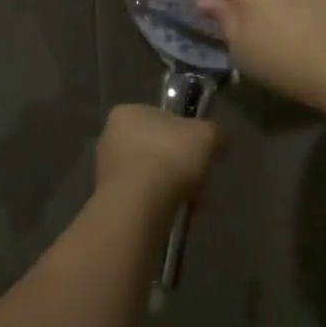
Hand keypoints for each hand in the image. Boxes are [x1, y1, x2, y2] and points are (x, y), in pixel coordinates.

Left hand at [94, 104, 221, 212]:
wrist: (138, 205)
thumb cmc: (169, 157)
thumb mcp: (206, 135)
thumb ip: (215, 133)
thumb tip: (219, 140)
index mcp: (128, 112)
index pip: (163, 119)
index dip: (186, 136)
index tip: (202, 154)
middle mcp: (111, 137)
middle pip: (159, 149)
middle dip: (183, 167)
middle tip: (201, 182)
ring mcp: (106, 169)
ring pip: (153, 175)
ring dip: (175, 188)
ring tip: (193, 203)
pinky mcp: (110, 198)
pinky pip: (143, 198)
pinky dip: (161, 205)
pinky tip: (176, 214)